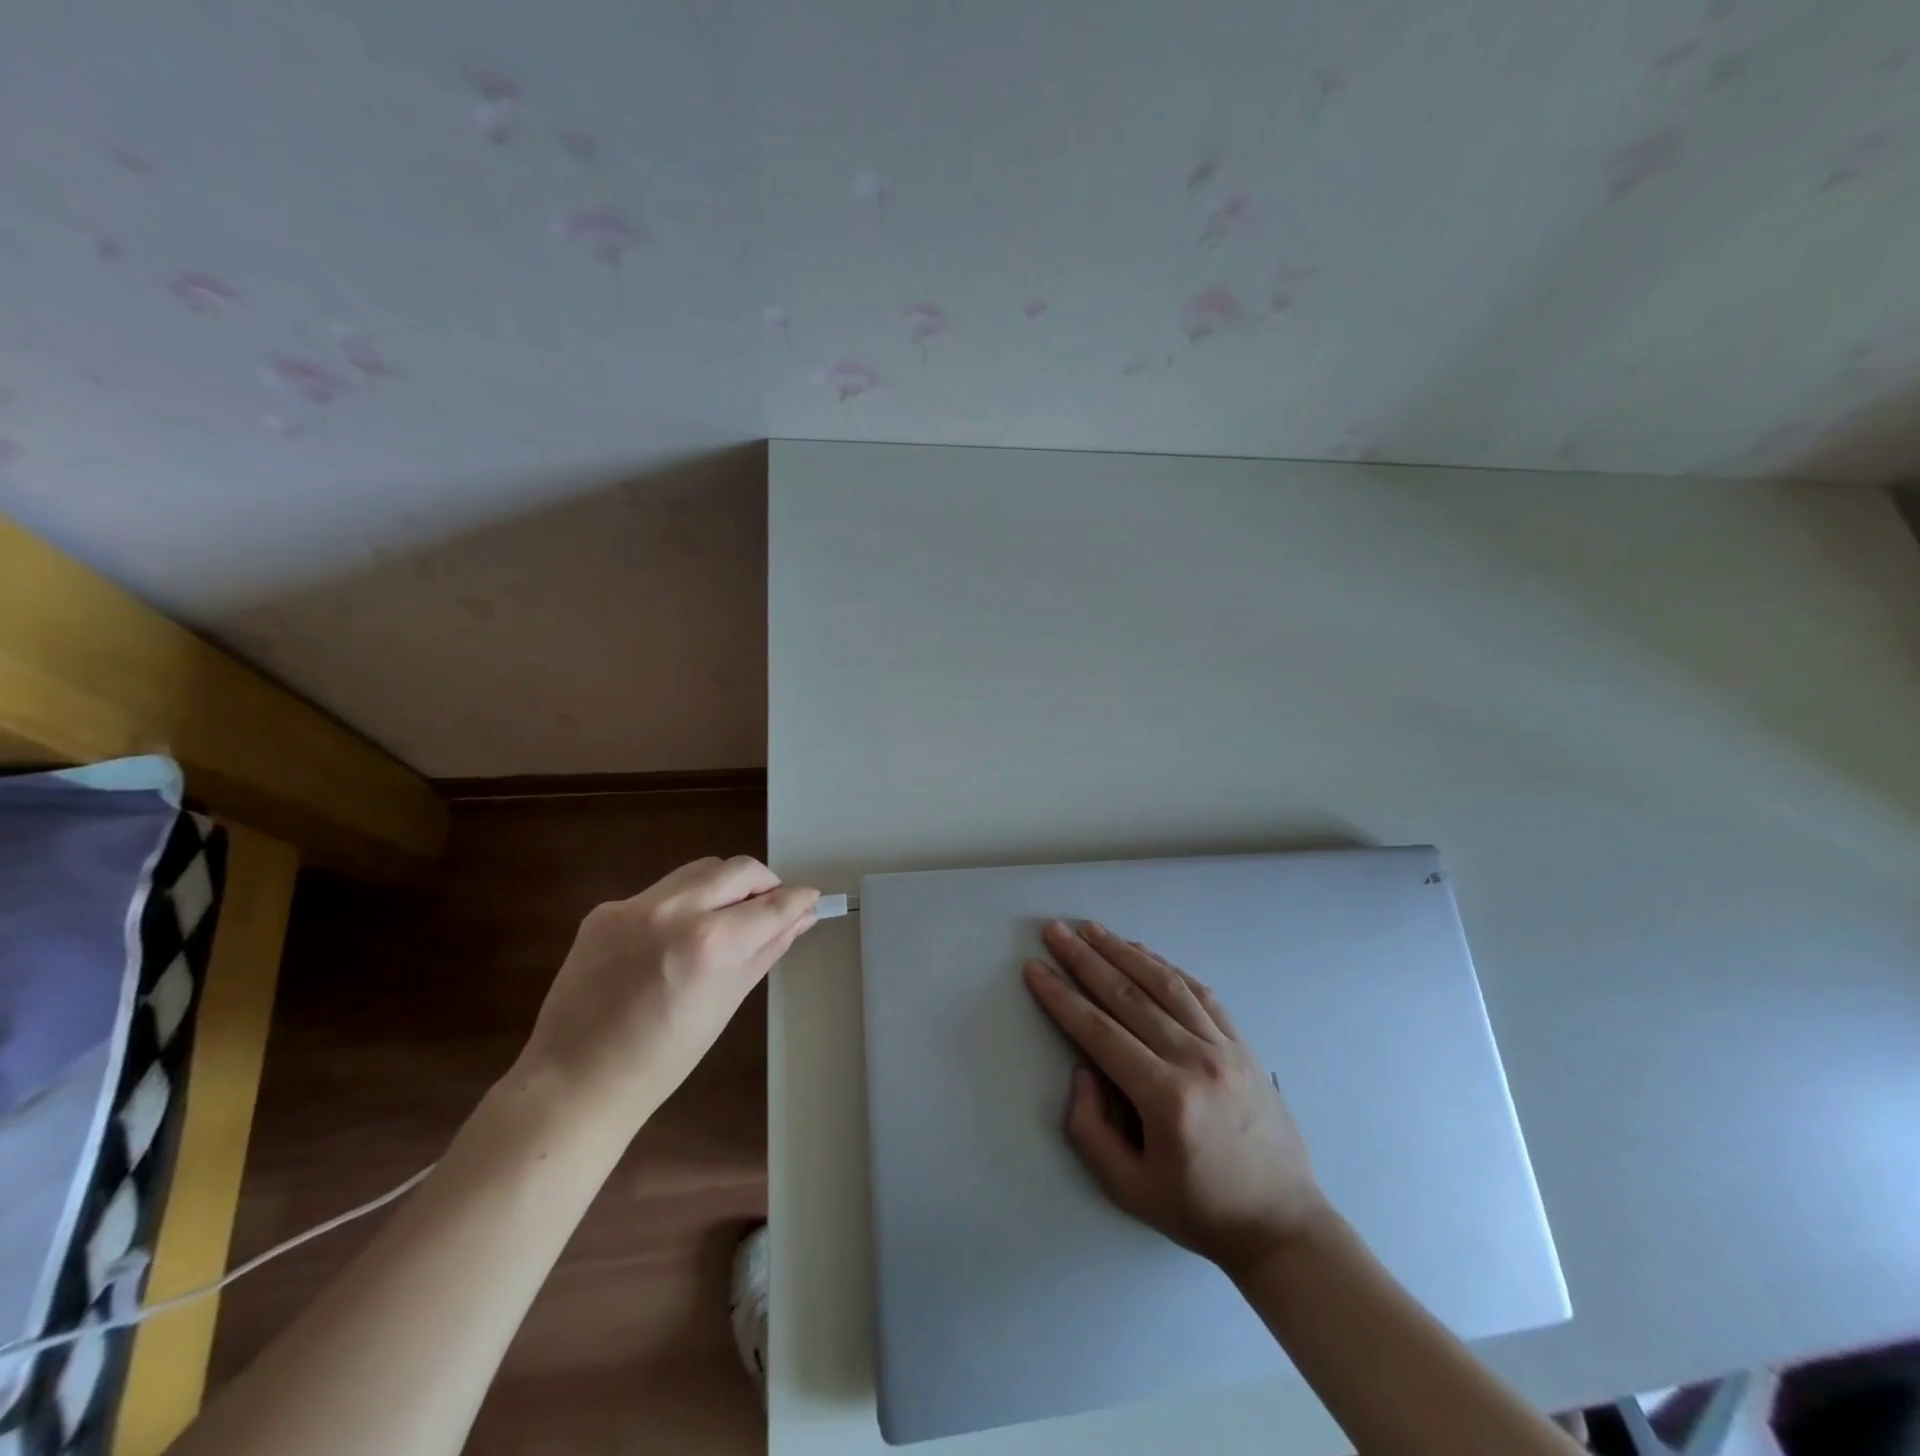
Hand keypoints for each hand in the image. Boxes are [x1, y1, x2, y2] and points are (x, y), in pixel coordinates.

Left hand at [518, 857, 817, 1129]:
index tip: (810, 897)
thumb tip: (801, 917)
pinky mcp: (605, 909)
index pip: (772, 904)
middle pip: (739, 868)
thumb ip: (767, 949)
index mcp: (710, 944)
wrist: (574, 1082)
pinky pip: (660, 892)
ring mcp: (634, 906)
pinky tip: (673, 940)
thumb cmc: (663, 1059)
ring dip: (724, 885)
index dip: (798, 898)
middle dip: (764, 882)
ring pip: (700, 870)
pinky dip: (681, 905)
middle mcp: (674, 910)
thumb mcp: (727, 1002)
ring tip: (725, 919)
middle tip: (770, 907)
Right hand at [1022, 921, 1329, 1277]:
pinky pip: (1199, 993)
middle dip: (1086, 959)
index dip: (1062, 997)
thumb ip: (1091, 1129)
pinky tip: (1142, 952)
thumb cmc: (1200, 1210)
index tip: (1035, 968)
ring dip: (1123, 951)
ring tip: (1092, 929)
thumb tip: (1083, 1069)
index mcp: (1166, 1098)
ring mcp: (1224, 1047)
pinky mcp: (1242, 1044)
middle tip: (1055, 931)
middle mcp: (1195, 1060)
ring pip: (1164, 984)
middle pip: (1128, 996)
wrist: (1283, 1223)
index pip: (1099, 1032)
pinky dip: (1167, 967)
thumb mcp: (1129, 1189)